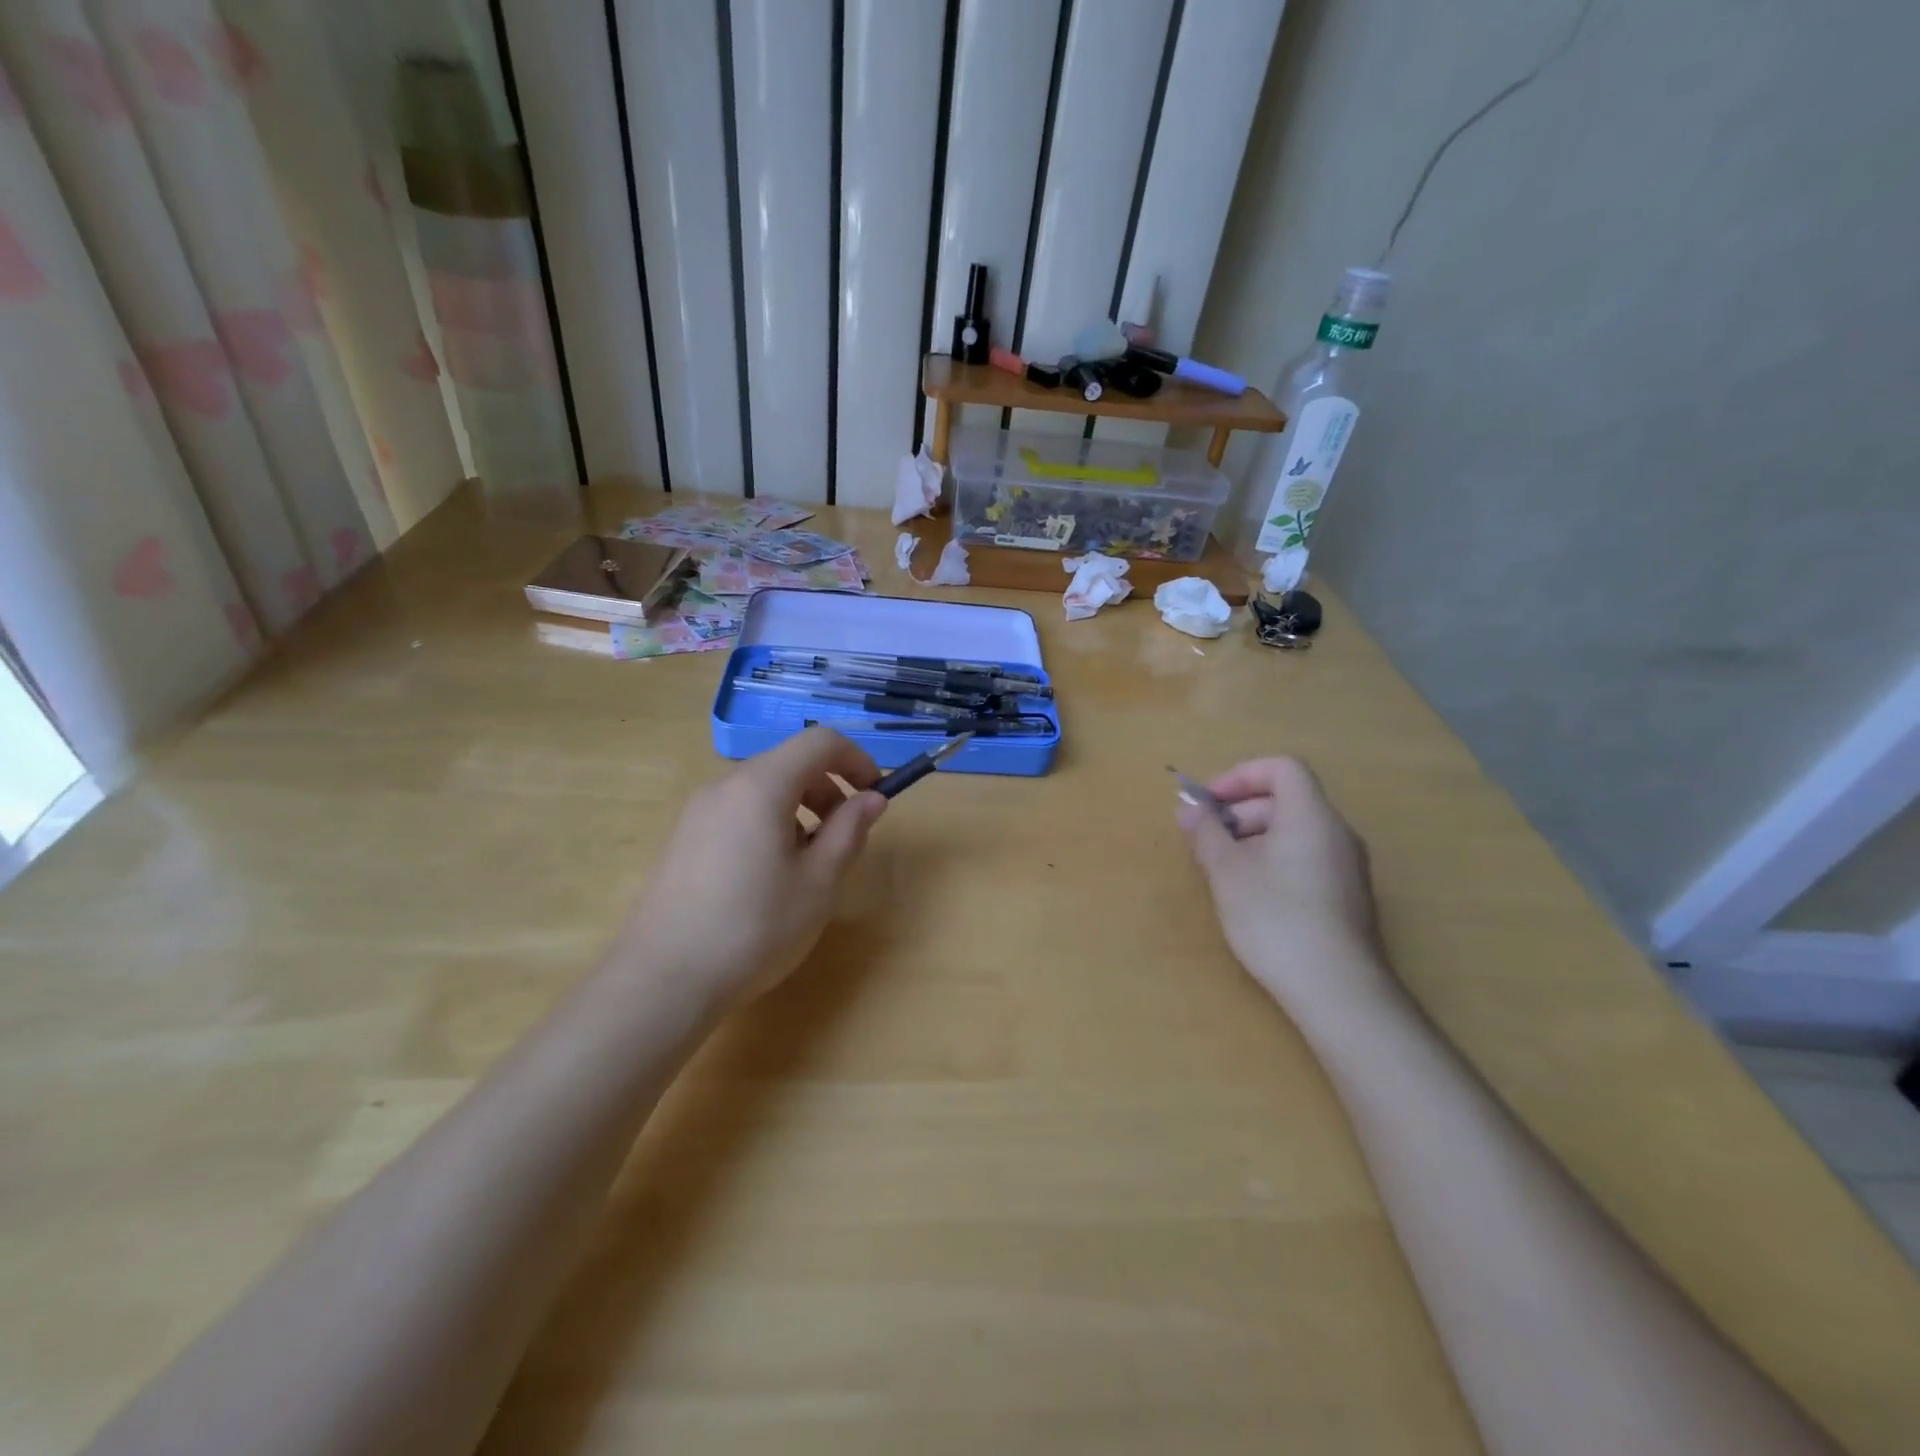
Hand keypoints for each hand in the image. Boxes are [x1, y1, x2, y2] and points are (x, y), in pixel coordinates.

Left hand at [624, 727, 887, 1007]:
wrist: (663, 980)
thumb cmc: (754, 928)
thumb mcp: (818, 882)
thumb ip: (849, 831)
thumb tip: (872, 798)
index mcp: (761, 786)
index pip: (819, 742)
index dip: (857, 759)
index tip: (875, 795)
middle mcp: (725, 786)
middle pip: (789, 763)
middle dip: (829, 789)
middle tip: (845, 837)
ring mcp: (698, 812)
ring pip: (763, 790)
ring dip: (800, 810)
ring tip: (808, 865)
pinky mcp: (683, 839)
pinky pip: (739, 812)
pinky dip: (769, 824)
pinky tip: (769, 879)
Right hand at [1179, 756, 1393, 1022]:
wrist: (1338, 991)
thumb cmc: (1276, 919)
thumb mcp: (1227, 872)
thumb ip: (1206, 833)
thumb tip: (1189, 808)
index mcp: (1311, 816)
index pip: (1282, 768)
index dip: (1240, 776)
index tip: (1209, 803)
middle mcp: (1336, 833)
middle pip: (1285, 799)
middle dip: (1238, 811)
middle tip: (1204, 839)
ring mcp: (1346, 866)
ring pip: (1293, 831)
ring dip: (1251, 838)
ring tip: (1221, 870)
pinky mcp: (1346, 896)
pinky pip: (1304, 857)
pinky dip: (1272, 860)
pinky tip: (1250, 895)